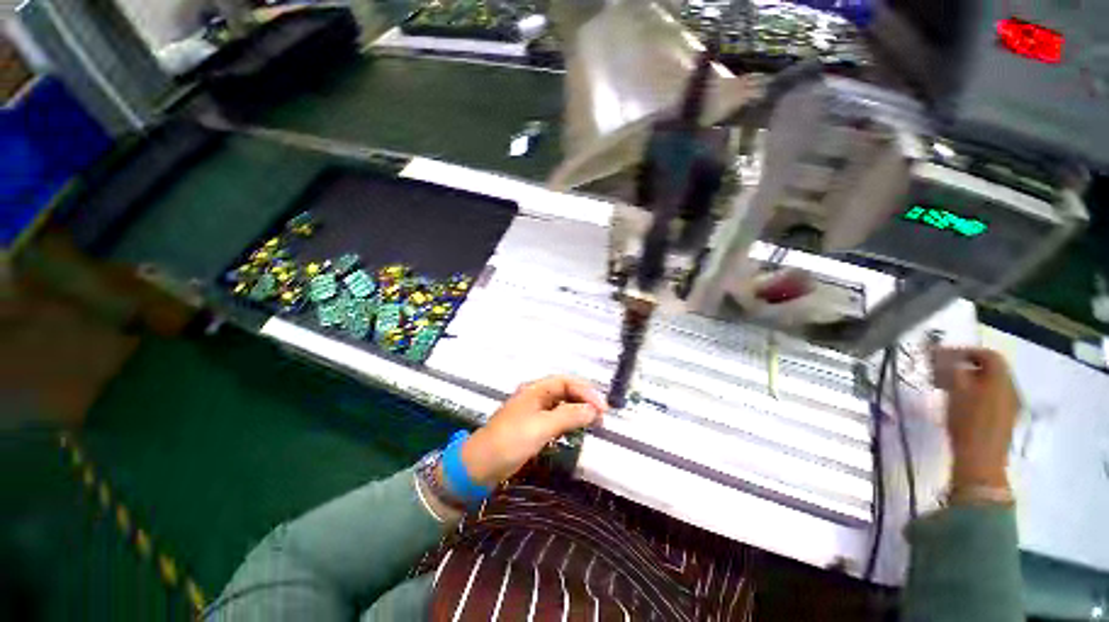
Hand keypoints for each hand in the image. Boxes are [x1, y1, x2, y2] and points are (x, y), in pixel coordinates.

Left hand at [460, 376, 606, 486]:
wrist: (481, 465)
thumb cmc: (510, 440)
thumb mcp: (541, 426)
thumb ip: (568, 416)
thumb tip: (594, 410)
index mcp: (535, 389)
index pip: (566, 382)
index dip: (586, 392)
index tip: (602, 408)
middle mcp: (536, 396)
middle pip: (565, 391)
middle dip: (584, 399)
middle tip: (602, 415)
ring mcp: (534, 411)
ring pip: (562, 405)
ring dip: (578, 410)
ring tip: (594, 421)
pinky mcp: (533, 426)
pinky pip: (556, 418)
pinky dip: (569, 421)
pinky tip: (577, 429)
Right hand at [937, 348, 1020, 495]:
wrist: (980, 460)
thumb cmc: (967, 422)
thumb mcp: (956, 391)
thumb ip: (951, 369)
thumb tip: (942, 355)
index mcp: (1001, 380)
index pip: (988, 355)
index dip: (965, 351)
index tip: (942, 356)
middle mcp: (1010, 389)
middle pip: (991, 369)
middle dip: (965, 366)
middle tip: (942, 371)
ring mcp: (1010, 406)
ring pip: (990, 384)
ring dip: (969, 380)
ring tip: (947, 387)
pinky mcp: (1004, 419)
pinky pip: (991, 397)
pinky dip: (975, 393)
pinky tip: (960, 403)